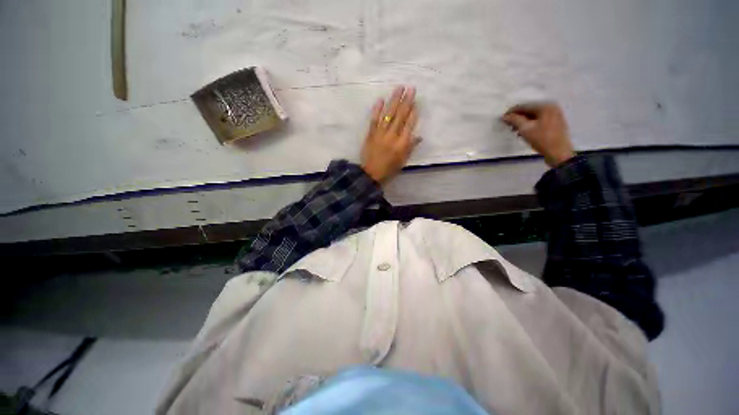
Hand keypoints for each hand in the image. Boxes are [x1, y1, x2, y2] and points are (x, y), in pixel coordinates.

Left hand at [361, 86, 419, 183]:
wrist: (371, 174)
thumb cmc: (389, 169)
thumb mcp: (403, 161)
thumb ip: (410, 147)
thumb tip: (418, 136)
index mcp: (402, 144)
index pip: (409, 124)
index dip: (413, 112)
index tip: (416, 101)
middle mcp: (392, 136)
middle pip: (400, 116)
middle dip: (406, 101)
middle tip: (411, 88)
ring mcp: (380, 134)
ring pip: (388, 115)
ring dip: (394, 101)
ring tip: (399, 88)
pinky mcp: (370, 134)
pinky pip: (374, 120)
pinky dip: (377, 110)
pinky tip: (381, 100)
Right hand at [502, 102, 574, 166]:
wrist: (559, 152)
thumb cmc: (542, 139)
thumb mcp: (526, 129)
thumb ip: (515, 120)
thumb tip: (505, 116)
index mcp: (545, 106)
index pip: (524, 106)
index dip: (512, 112)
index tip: (502, 118)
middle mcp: (551, 107)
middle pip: (530, 110)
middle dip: (518, 117)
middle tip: (508, 125)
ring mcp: (555, 115)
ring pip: (534, 116)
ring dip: (523, 122)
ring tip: (515, 130)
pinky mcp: (556, 122)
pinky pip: (540, 120)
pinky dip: (531, 124)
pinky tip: (524, 132)